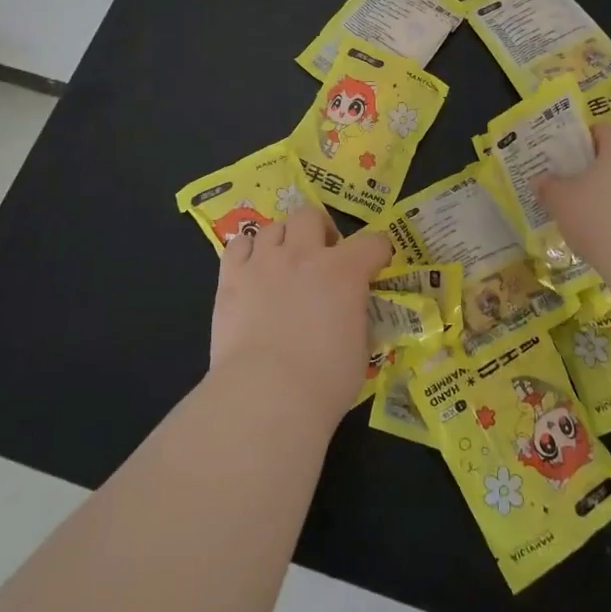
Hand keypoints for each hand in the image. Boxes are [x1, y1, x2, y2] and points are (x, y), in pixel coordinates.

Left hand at [209, 206, 391, 425]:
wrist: (267, 396)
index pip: (373, 242)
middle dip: (319, 230)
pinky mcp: (231, 277)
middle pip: (310, 215)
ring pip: (273, 227)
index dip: (378, 252)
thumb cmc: (324, 381)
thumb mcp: (360, 349)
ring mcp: (264, 261)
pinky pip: (238, 244)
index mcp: (345, 271)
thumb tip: (352, 310)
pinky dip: (247, 252)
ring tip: (283, 264)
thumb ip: (357, 317)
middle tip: (321, 256)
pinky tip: (252, 270)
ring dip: (283, 241)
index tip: (376, 266)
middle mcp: (304, 254)